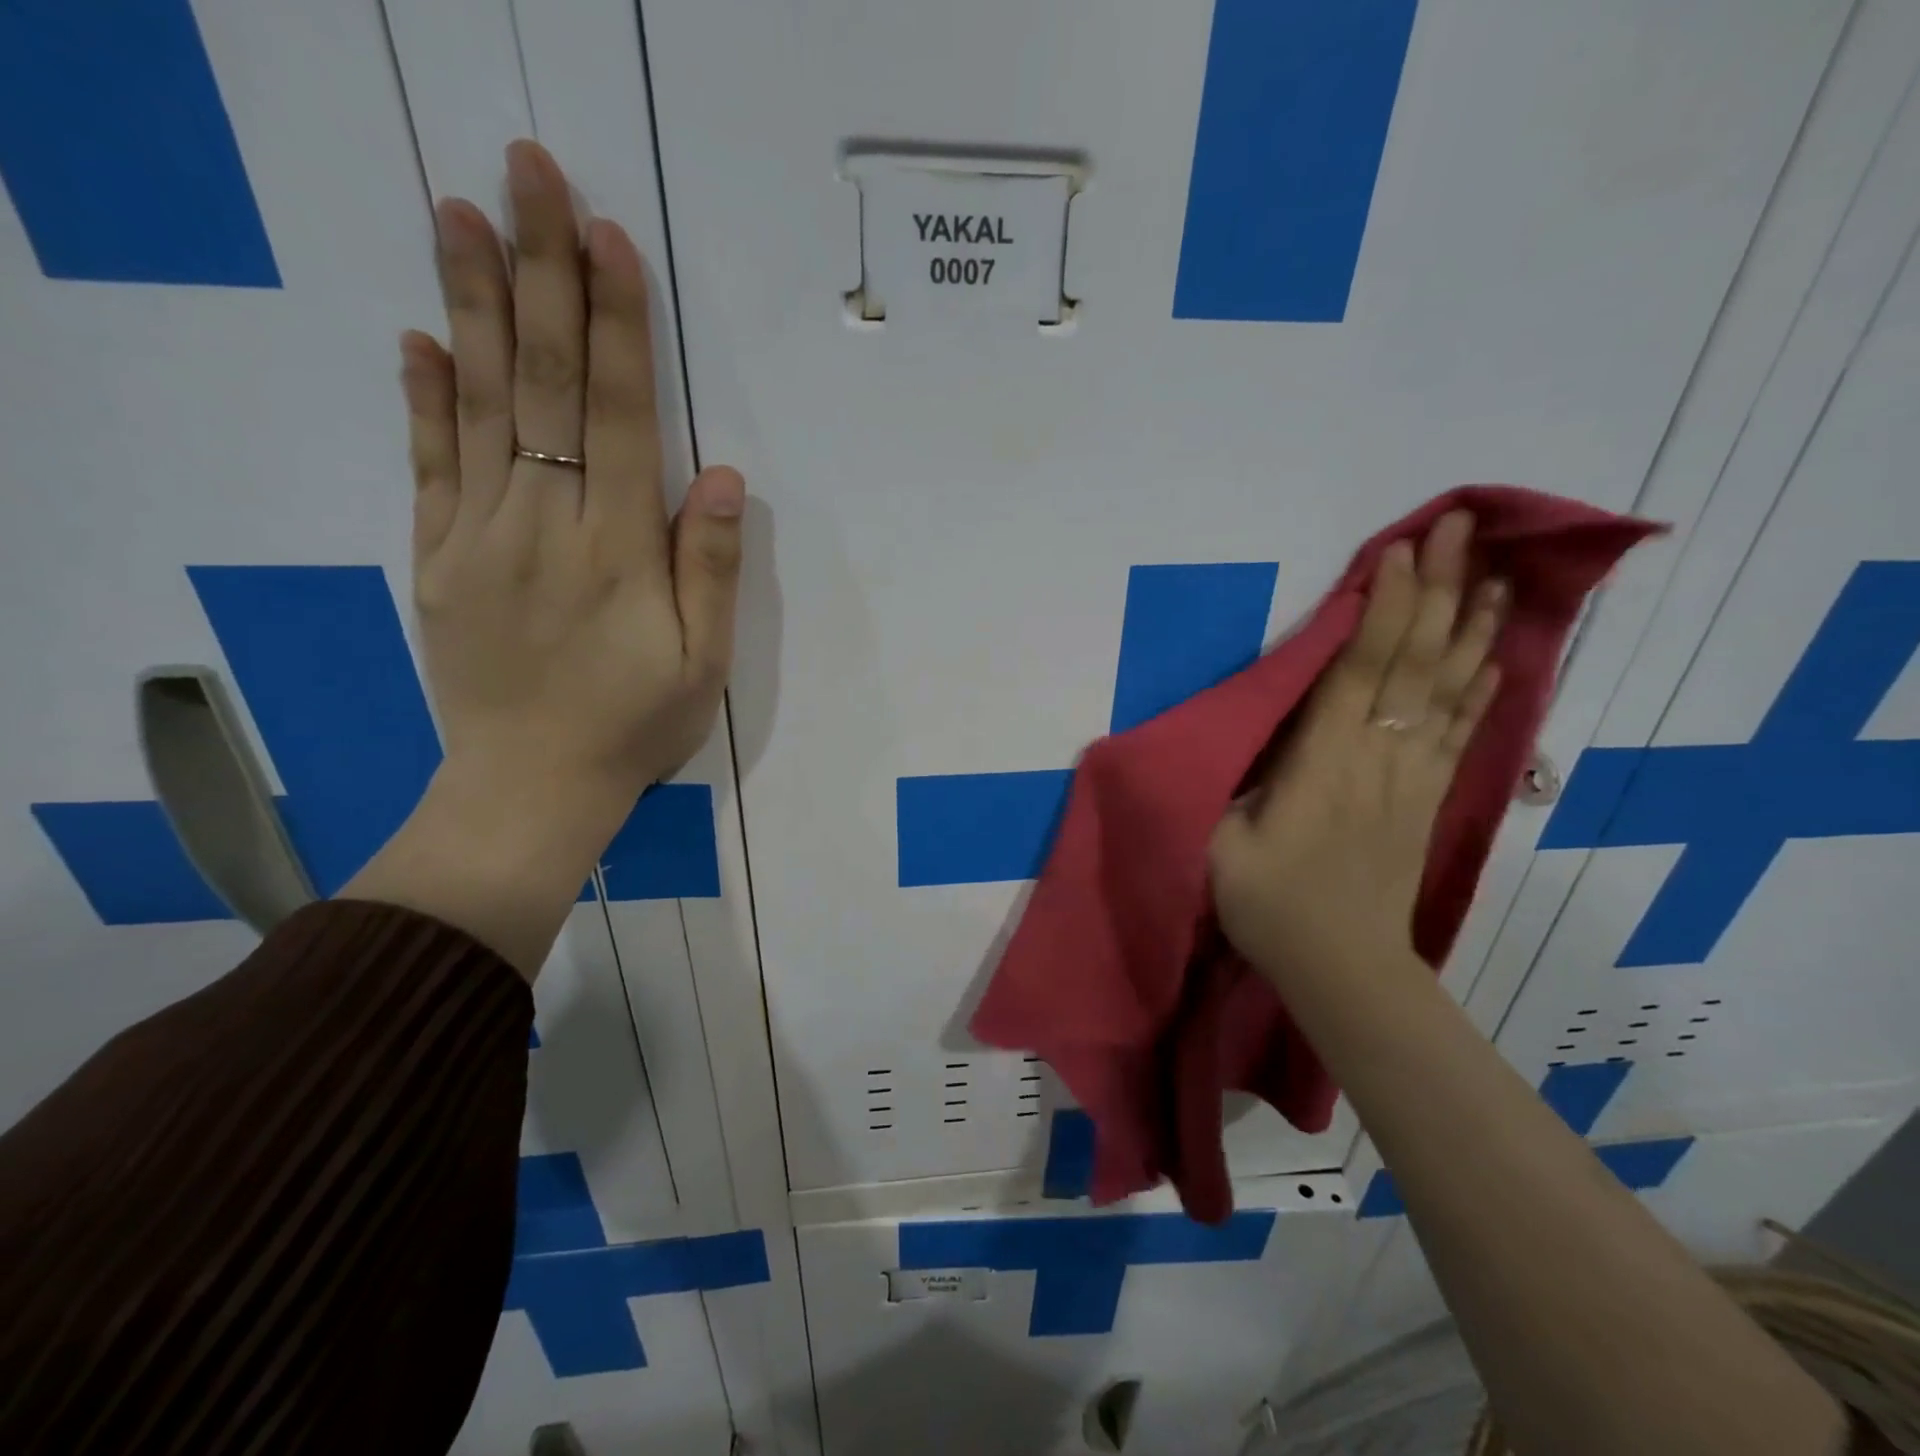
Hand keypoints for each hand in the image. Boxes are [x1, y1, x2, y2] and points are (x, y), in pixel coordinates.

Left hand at [401, 139, 742, 831]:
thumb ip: (709, 569)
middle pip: (543, 384)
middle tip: (529, 172)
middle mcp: (542, 524)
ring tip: (461, 214)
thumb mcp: (701, 664)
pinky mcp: (436, 560)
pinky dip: (424, 398)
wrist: (530, 787)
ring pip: (479, 407)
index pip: (616, 415)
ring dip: (474, 306)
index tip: (607, 237)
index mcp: (615, 550)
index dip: (615, 325)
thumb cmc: (633, 726)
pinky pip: (428, 466)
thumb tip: (722, 477)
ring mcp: (477, 537)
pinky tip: (421, 338)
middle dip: (541, 275)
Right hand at [1209, 510, 1504, 986]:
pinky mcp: (1427, 799)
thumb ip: (1231, 779)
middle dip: (1440, 591)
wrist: (1342, 967)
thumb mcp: (1221, 841)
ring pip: (1451, 689)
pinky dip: (1482, 689)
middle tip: (1464, 528)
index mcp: (1325, 760)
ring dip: (1473, 629)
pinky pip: (1463, 732)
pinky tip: (1498, 658)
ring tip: (1497, 576)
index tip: (1400, 550)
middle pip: (1418, 662)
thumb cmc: (1270, 902)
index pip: (1361, 668)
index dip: (1384, 607)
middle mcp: (1380, 756)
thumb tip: (1237, 730)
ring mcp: (1413, 777)